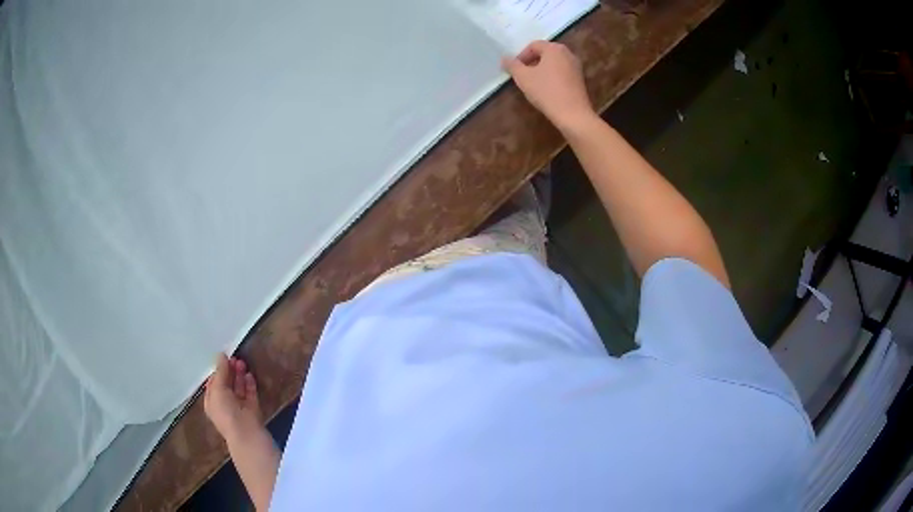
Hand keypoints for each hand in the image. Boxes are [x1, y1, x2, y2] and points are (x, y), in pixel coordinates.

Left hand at [204, 354, 263, 443]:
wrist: (246, 433)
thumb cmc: (226, 411)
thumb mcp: (217, 389)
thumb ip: (220, 372)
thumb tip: (221, 355)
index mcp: (212, 402)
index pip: (213, 383)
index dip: (218, 370)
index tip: (223, 358)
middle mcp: (224, 404)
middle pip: (226, 384)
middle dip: (229, 371)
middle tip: (234, 358)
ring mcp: (239, 407)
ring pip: (238, 388)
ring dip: (239, 375)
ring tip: (242, 363)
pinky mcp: (252, 409)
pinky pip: (250, 394)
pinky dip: (249, 384)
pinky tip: (249, 375)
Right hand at [502, 41, 595, 132]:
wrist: (573, 114)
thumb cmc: (546, 92)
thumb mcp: (523, 78)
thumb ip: (512, 65)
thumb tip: (504, 58)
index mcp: (554, 48)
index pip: (533, 45)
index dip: (521, 56)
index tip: (514, 69)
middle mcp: (568, 53)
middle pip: (545, 53)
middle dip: (531, 62)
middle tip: (522, 75)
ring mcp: (576, 66)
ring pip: (554, 63)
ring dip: (541, 69)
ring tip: (533, 83)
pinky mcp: (580, 79)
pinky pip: (562, 72)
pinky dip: (552, 76)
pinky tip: (546, 89)